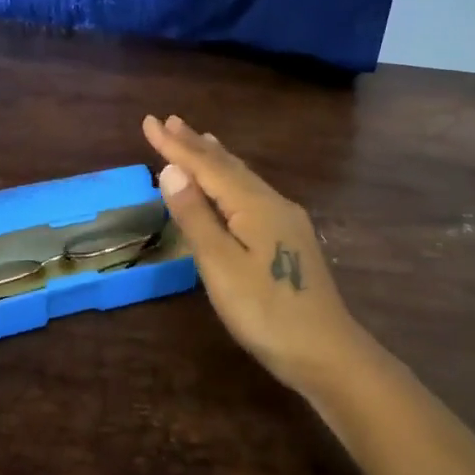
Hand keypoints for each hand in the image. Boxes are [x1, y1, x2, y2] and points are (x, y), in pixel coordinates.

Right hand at [143, 114, 378, 392]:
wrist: (326, 353)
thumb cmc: (266, 312)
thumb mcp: (221, 265)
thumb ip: (196, 216)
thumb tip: (171, 169)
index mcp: (253, 205)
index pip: (206, 165)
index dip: (175, 145)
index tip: (148, 121)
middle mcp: (272, 203)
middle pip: (228, 165)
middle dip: (195, 144)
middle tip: (169, 121)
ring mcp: (286, 220)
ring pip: (243, 178)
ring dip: (216, 158)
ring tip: (200, 139)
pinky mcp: (290, 239)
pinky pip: (252, 193)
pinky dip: (232, 179)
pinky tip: (232, 186)